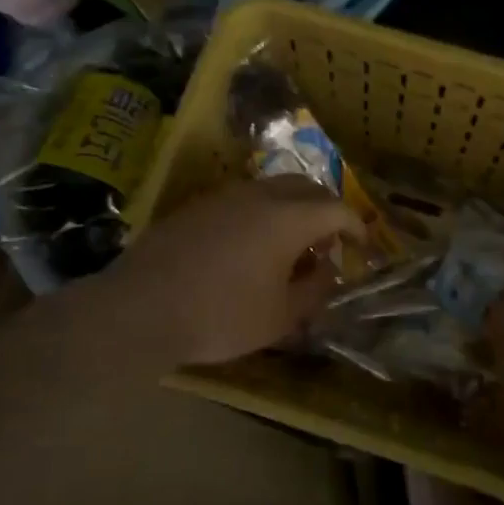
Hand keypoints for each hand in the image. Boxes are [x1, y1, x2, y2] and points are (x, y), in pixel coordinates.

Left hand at [89, 176, 363, 368]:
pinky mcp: (196, 206)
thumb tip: (328, 270)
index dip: (355, 226)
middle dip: (324, 209)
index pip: (336, 208)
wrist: (141, 308)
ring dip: (291, 209)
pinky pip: (242, 200)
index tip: (362, 245)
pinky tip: (248, 248)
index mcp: (288, 217)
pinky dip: (260, 214)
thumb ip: (314, 290)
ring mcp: (224, 196)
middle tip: (327, 242)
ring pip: (271, 189)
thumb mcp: (280, 317)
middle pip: (305, 187)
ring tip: (288, 247)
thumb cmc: (221, 315)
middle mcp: (259, 195)